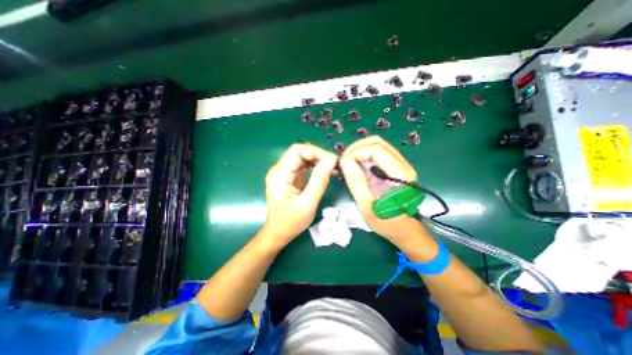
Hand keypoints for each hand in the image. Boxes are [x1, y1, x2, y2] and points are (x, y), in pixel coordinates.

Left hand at [262, 143, 339, 248]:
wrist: (278, 233)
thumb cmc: (291, 222)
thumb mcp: (308, 203)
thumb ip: (319, 180)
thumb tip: (331, 160)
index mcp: (279, 174)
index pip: (297, 151)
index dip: (315, 152)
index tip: (332, 161)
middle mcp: (279, 170)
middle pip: (300, 152)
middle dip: (319, 155)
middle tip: (335, 164)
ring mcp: (284, 173)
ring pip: (303, 158)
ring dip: (318, 160)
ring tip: (333, 168)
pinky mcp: (290, 177)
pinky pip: (304, 166)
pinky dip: (315, 167)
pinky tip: (326, 172)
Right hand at [338, 137, 420, 242]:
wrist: (403, 230)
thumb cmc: (386, 222)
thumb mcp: (367, 205)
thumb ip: (356, 181)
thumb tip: (344, 160)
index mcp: (400, 173)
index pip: (375, 149)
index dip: (355, 153)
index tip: (342, 164)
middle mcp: (403, 164)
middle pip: (377, 142)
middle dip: (356, 148)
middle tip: (343, 161)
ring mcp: (399, 164)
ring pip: (377, 145)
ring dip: (359, 150)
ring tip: (347, 162)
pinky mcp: (393, 168)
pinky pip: (377, 153)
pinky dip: (363, 155)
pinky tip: (355, 165)